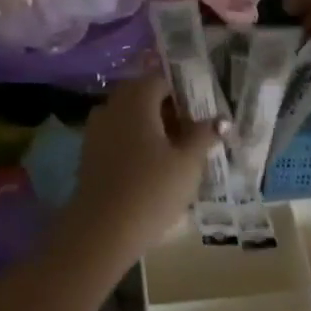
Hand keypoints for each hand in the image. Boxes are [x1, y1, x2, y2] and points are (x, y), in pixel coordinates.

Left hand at [67, 73, 217, 267]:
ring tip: (175, 153)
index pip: (161, 79)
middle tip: (191, 133)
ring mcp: (96, 130)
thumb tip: (220, 119)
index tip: (201, 114)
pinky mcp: (89, 154)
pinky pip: (117, 136)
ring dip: (151, 127)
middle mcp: (112, 106)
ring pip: (129, 117)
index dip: (184, 93)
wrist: (100, 231)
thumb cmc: (151, 190)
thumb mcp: (188, 163)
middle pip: (143, 96)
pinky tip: (151, 168)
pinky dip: (135, 143)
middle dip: (168, 110)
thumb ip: (204, 135)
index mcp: (136, 99)